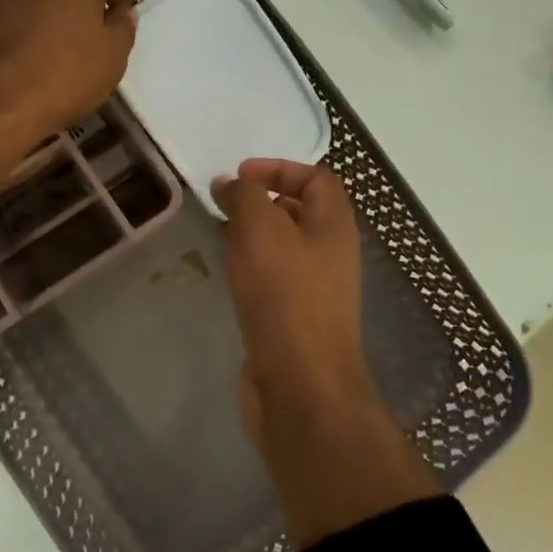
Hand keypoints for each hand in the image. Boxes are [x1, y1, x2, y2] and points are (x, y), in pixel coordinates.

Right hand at [215, 159, 439, 547]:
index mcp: (334, 226)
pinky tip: (226, 273)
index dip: (280, 167)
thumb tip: (230, 184)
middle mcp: (331, 254)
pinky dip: (250, 267)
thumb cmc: (285, 296)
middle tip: (223, 204)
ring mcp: (315, 290)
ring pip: (284, 247)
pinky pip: (273, 279)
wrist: (300, 384)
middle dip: (262, 201)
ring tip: (218, 233)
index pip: (317, 178)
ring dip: (252, 235)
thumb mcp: (261, 229)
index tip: (240, 176)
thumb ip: (245, 196)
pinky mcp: (295, 320)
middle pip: (301, 212)